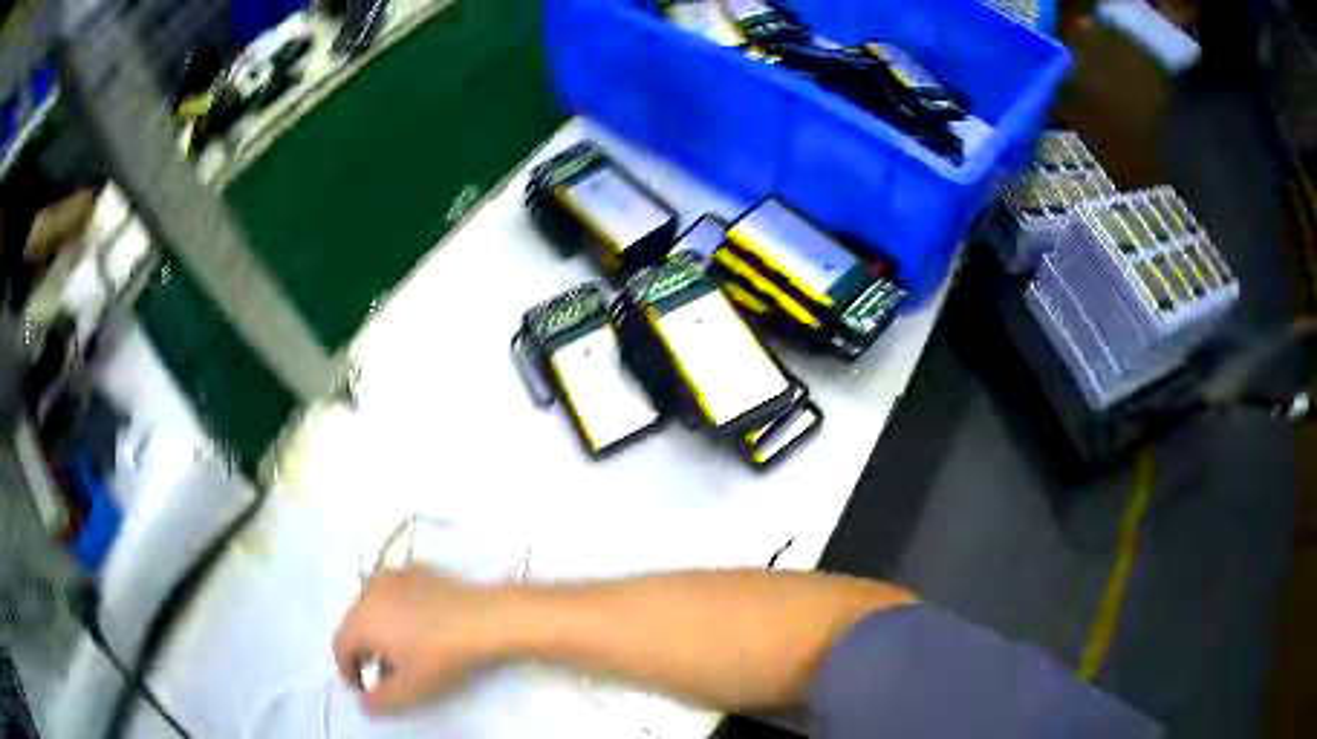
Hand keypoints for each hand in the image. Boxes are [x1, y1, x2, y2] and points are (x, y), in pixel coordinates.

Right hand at [333, 567, 513, 713]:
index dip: (348, 672)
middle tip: (382, 673)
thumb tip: (364, 704)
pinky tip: (418, 627)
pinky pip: (394, 594)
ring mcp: (392, 576)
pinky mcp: (416, 570)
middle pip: (354, 625)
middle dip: (363, 651)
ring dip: (378, 630)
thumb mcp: (409, 688)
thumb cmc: (440, 655)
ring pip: (373, 607)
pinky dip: (396, 612)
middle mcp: (368, 591)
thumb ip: (380, 700)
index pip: (340, 647)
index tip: (363, 689)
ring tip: (400, 652)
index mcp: (359, 618)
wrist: (484, 618)